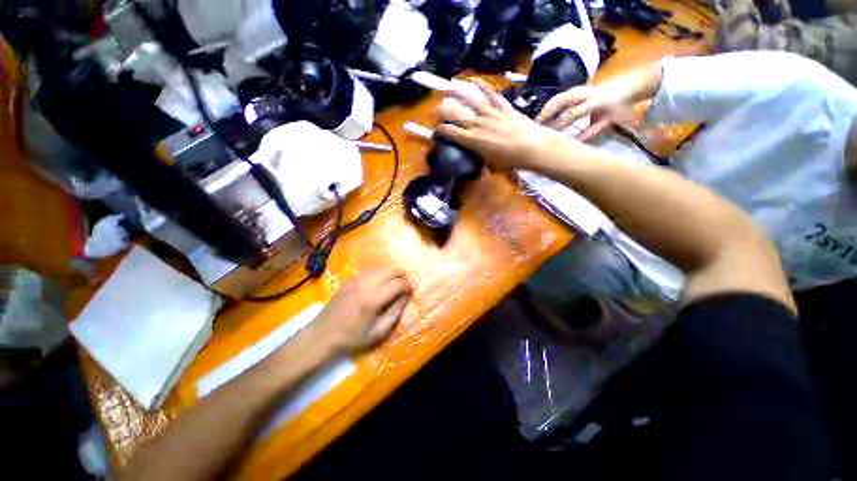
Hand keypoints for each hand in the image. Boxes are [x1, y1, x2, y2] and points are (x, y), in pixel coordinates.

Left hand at [313, 268, 411, 353]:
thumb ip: (395, 313)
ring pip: (380, 268)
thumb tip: (405, 297)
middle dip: (401, 275)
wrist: (322, 335)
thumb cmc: (352, 337)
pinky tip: (379, 283)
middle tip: (404, 285)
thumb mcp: (378, 332)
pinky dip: (379, 274)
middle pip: (390, 270)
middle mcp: (366, 285)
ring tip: (393, 284)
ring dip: (390, 273)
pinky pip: (369, 271)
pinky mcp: (350, 280)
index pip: (398, 284)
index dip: (408, 286)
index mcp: (374, 299)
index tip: (410, 292)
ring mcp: (356, 280)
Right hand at [435, 78, 555, 171]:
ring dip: (456, 92)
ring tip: (447, 88)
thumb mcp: (491, 165)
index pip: (450, 132)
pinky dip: (481, 85)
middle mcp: (477, 124)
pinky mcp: (502, 106)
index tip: (435, 131)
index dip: (439, 130)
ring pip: (469, 99)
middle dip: (440, 111)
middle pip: (454, 113)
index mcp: (472, 140)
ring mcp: (490, 112)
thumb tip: (478, 158)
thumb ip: (481, 159)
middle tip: (434, 111)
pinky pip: (490, 93)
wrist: (532, 147)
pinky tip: (473, 80)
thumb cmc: (510, 161)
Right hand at [535, 85, 633, 139]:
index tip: (549, 135)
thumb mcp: (608, 121)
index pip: (573, 113)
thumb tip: (573, 143)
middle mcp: (584, 93)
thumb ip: (591, 132)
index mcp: (596, 101)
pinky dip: (548, 108)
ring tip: (534, 125)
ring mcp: (577, 90)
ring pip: (556, 99)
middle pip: (560, 102)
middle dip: (546, 115)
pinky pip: (557, 99)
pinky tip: (542, 118)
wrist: (626, 87)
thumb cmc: (616, 108)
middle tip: (535, 129)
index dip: (560, 124)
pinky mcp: (573, 90)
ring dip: (544, 111)